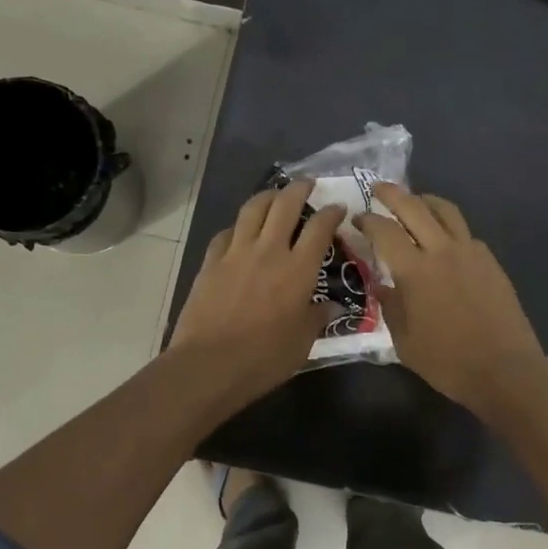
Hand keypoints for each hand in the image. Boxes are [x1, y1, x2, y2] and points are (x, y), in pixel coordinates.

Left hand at [169, 180, 342, 402]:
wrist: (209, 364)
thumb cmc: (264, 358)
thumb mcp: (302, 342)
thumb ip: (317, 318)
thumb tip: (331, 306)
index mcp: (298, 270)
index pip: (320, 228)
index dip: (332, 213)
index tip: (338, 207)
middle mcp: (269, 251)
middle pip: (285, 205)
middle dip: (299, 188)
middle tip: (307, 184)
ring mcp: (236, 254)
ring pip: (252, 209)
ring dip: (267, 196)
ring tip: (275, 194)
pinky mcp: (210, 263)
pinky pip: (226, 233)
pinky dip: (238, 227)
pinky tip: (240, 232)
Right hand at [356, 185, 545, 412]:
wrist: (504, 369)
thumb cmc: (448, 361)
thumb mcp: (404, 341)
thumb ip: (390, 306)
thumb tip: (381, 285)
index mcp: (415, 271)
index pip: (385, 231)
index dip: (367, 220)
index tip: (357, 219)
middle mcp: (442, 251)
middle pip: (414, 207)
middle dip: (392, 194)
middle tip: (378, 188)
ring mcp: (470, 252)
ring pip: (446, 211)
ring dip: (425, 200)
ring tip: (414, 201)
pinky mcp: (490, 261)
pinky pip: (465, 232)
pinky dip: (449, 226)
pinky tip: (444, 239)